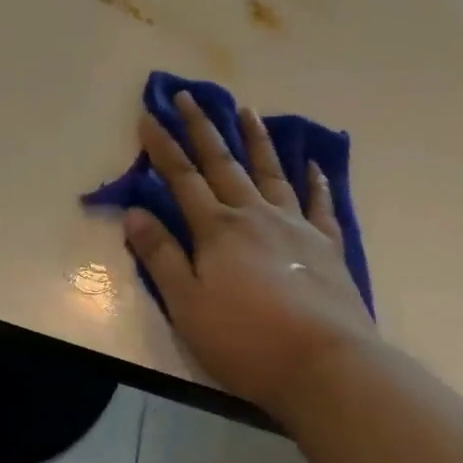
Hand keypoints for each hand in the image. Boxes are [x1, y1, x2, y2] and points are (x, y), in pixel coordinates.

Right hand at [125, 92, 373, 421]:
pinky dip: (316, 182)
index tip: (150, 116)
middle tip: (190, 95)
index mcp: (217, 229)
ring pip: (271, 172)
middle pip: (223, 163)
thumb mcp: (187, 305)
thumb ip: (161, 256)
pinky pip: (319, 205)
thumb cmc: (247, 340)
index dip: (163, 146)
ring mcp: (295, 227)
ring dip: (256, 140)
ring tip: (247, 110)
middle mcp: (254, 215)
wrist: (328, 367)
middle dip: (202, 128)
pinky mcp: (327, 247)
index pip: (182, 177)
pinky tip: (314, 165)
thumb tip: (133, 214)